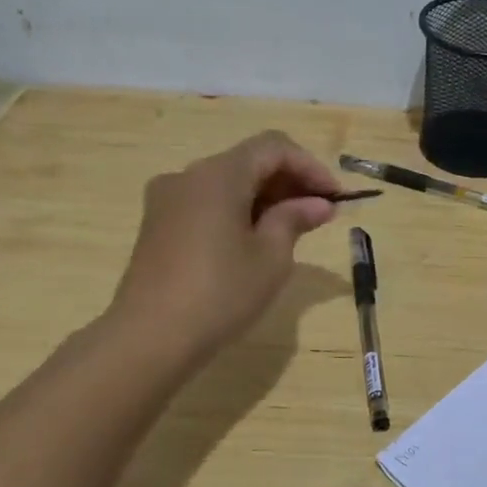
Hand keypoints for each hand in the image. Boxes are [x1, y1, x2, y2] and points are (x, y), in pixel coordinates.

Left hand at [103, 131, 339, 363]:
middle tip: (321, 215)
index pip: (274, 147)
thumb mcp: (271, 257)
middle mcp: (188, 176)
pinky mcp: (158, 225)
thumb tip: (317, 204)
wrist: (150, 338)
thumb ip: (295, 219)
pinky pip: (208, 203)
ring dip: (266, 198)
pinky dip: (239, 211)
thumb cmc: (220, 293)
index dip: (311, 167)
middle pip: (249, 162)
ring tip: (294, 230)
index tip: (336, 198)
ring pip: (228, 183)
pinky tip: (256, 241)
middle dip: (290, 182)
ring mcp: (168, 200)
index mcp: (218, 174)